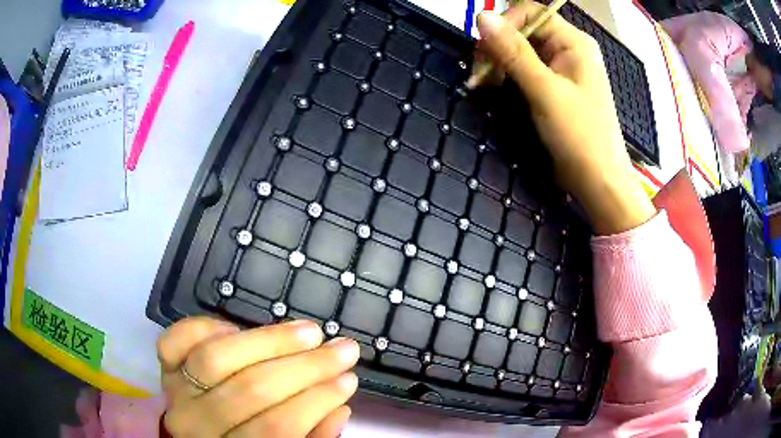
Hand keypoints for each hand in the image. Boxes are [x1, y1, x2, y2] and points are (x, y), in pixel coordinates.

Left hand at [157, 317, 359, 436]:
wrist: (194, 437)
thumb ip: (310, 437)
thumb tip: (339, 408)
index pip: (278, 427)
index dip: (317, 401)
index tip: (349, 379)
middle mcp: (197, 424)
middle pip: (251, 390)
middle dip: (305, 367)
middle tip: (342, 348)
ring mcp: (175, 390)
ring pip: (217, 358)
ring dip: (269, 340)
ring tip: (309, 331)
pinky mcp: (163, 366)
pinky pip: (176, 339)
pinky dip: (207, 326)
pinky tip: (237, 328)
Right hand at [475, 4, 655, 233]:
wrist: (598, 181)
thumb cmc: (580, 135)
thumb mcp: (544, 91)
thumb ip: (513, 51)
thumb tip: (482, 15)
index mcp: (573, 42)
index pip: (530, 12)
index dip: (504, 23)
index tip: (483, 49)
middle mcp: (567, 49)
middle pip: (523, 30)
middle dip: (497, 47)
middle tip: (478, 74)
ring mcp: (560, 69)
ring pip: (520, 51)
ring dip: (498, 64)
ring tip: (482, 85)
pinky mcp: (553, 87)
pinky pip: (524, 70)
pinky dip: (507, 77)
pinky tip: (493, 89)